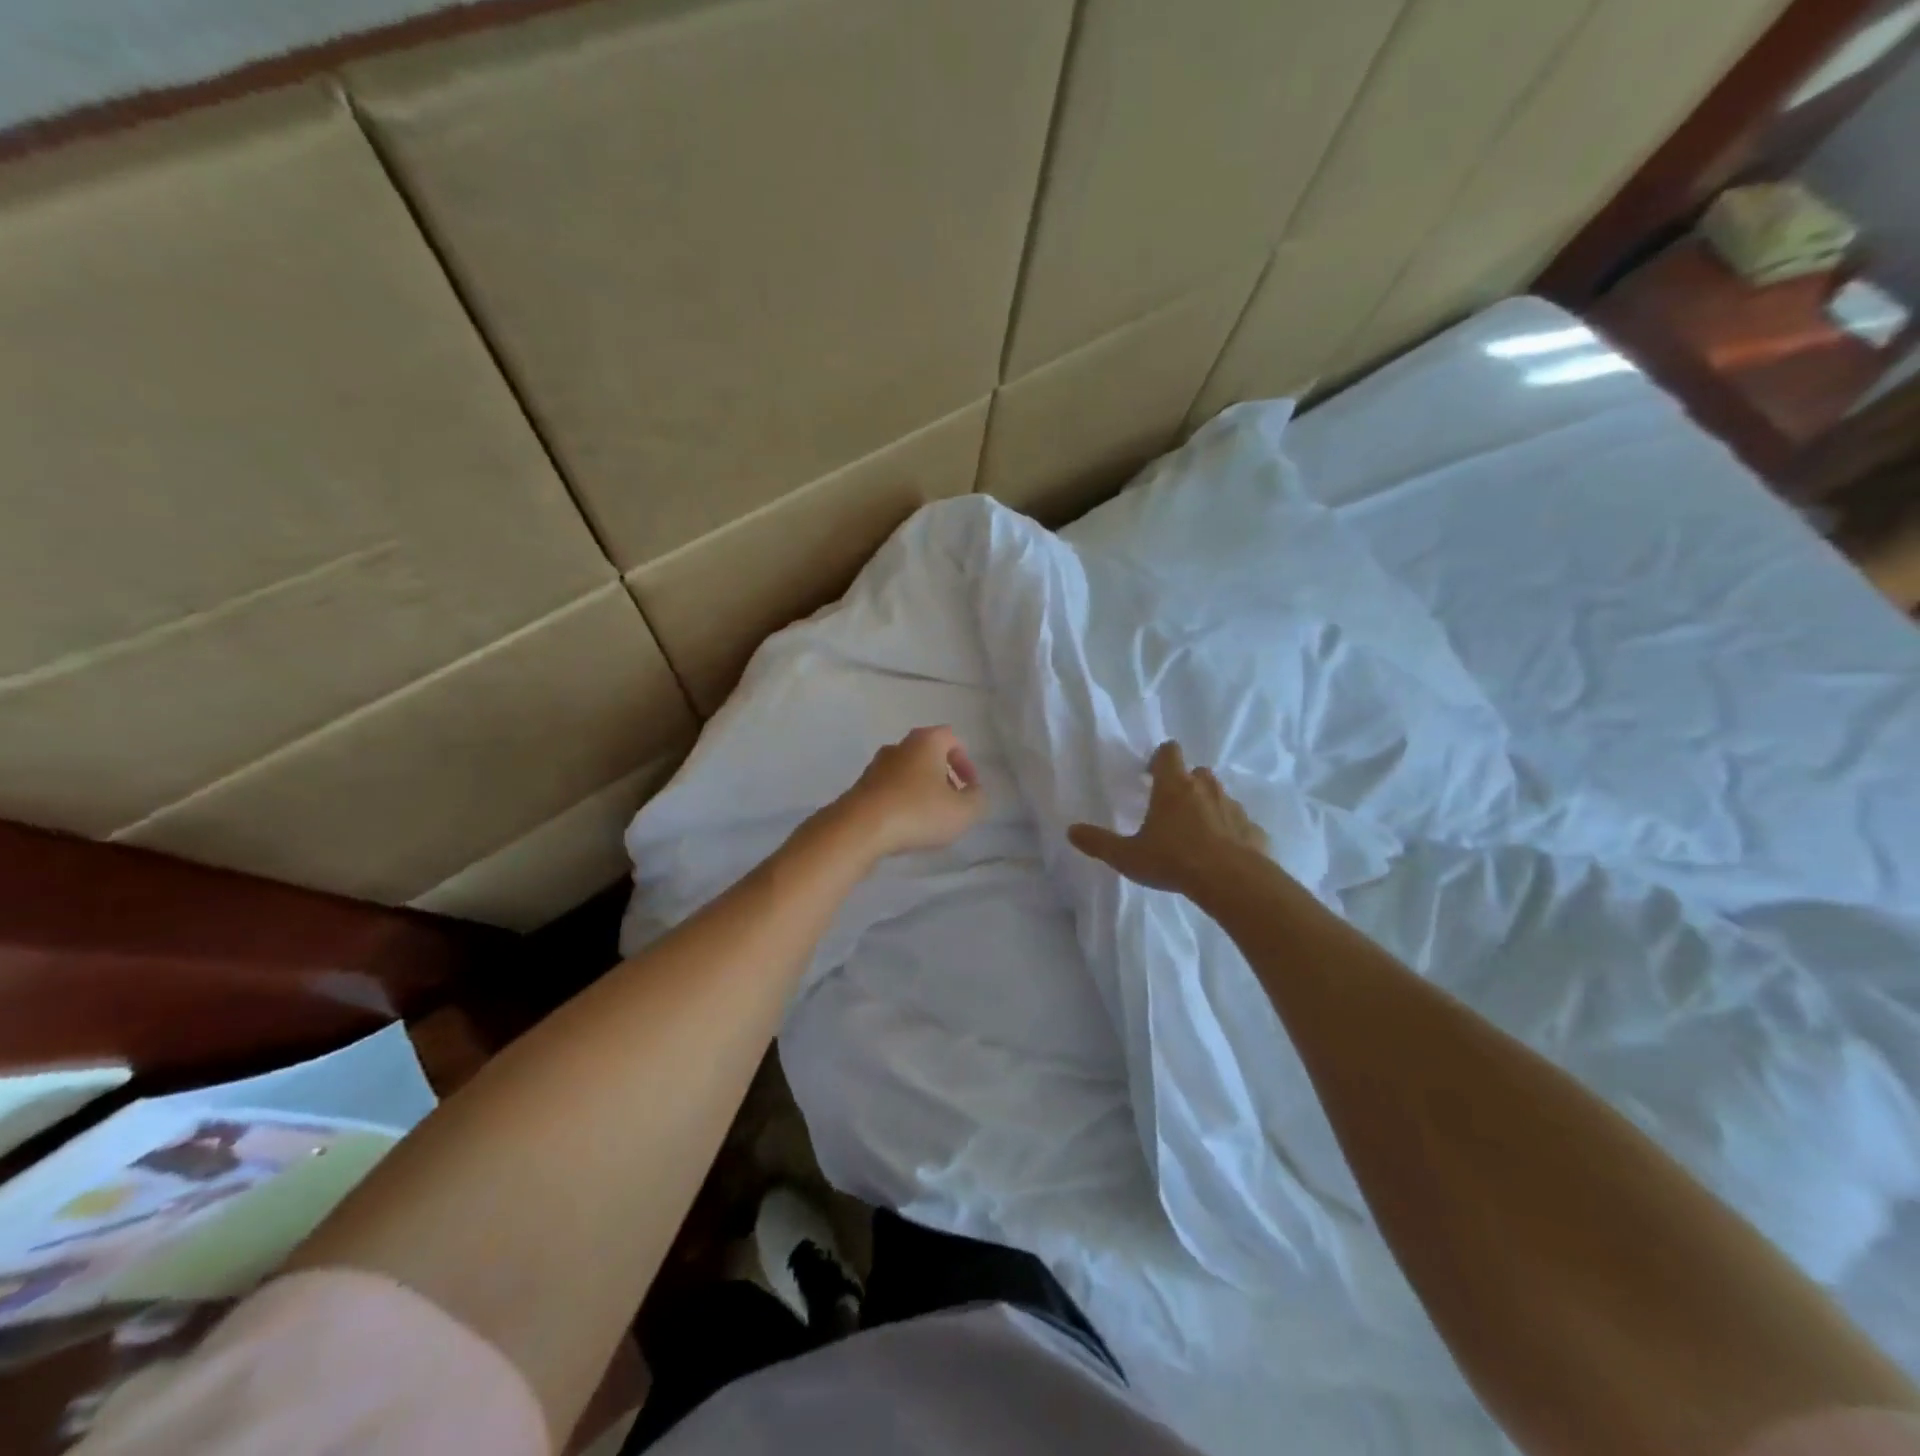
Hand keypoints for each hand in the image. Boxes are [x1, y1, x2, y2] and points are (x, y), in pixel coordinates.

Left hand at [829, 725, 984, 861]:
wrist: (859, 829)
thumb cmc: (918, 812)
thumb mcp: (964, 811)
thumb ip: (977, 799)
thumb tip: (973, 792)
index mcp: (925, 741)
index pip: (952, 738)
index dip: (965, 762)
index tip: (969, 788)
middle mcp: (899, 747)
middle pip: (927, 755)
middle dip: (943, 776)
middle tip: (952, 802)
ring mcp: (875, 767)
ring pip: (907, 773)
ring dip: (921, 791)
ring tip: (929, 819)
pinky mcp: (859, 788)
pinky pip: (889, 790)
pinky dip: (901, 803)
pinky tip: (905, 826)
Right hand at [1068, 741, 1268, 894]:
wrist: (1231, 881)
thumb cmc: (1173, 860)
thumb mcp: (1127, 856)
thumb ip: (1099, 842)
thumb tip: (1071, 831)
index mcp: (1173, 787)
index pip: (1169, 753)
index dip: (1161, 758)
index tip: (1151, 772)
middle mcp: (1206, 789)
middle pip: (1197, 773)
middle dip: (1186, 783)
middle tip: (1172, 806)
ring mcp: (1233, 808)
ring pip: (1220, 797)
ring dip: (1209, 806)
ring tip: (1197, 831)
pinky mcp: (1253, 831)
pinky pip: (1240, 825)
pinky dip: (1232, 833)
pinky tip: (1223, 853)